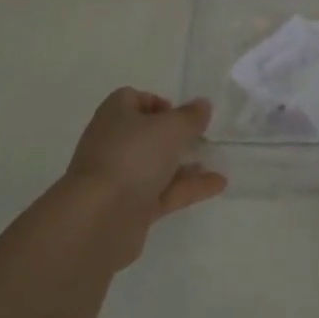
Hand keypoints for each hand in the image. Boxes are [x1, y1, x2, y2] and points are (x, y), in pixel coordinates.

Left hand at [57, 88, 227, 266]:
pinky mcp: (130, 208)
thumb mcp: (171, 128)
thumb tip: (202, 105)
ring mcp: (120, 178)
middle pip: (146, 134)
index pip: (132, 99)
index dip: (157, 103)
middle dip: (174, 136)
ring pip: (156, 166)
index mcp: (114, 116)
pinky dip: (188, 187)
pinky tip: (218, 184)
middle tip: (202, 137)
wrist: (100, 218)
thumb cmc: (133, 157)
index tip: (182, 113)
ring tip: (216, 160)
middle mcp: (113, 144)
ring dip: (184, 164)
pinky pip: (163, 192)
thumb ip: (190, 116)